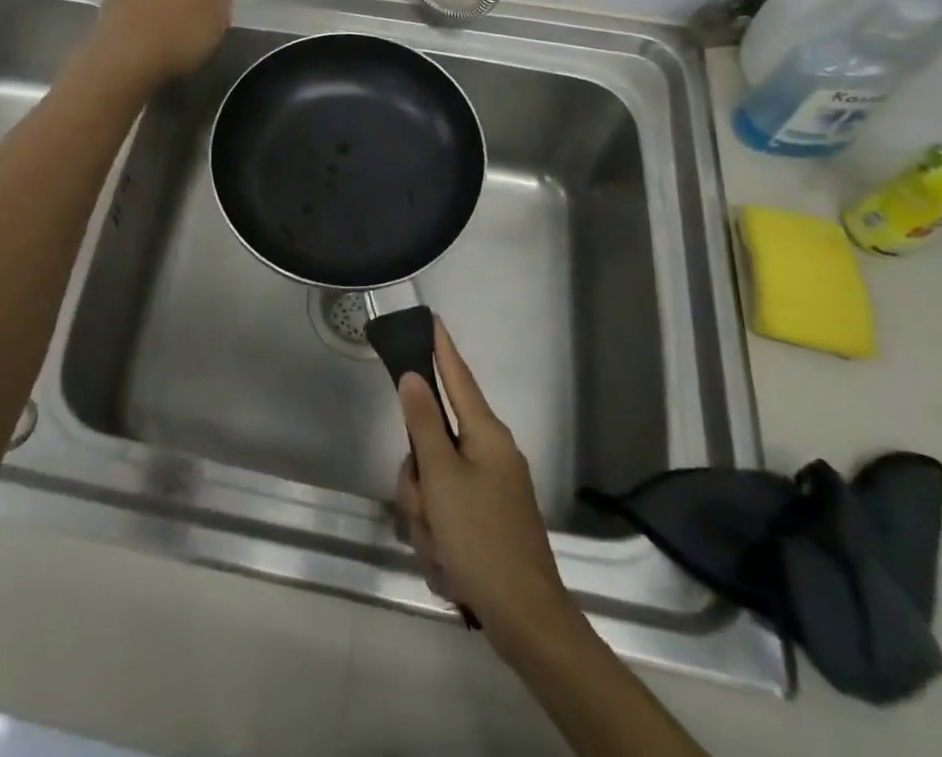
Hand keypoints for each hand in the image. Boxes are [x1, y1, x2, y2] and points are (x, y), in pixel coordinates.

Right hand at [395, 319, 577, 646]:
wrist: (527, 621)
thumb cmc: (481, 538)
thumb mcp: (441, 478)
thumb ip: (423, 423)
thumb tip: (414, 376)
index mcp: (486, 435)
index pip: (458, 377)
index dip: (442, 349)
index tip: (432, 319)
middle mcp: (490, 454)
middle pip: (433, 444)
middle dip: (418, 481)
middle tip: (423, 508)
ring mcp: (491, 490)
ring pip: (434, 484)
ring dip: (426, 517)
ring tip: (441, 549)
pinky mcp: (487, 522)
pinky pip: (447, 515)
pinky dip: (440, 540)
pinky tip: (451, 567)